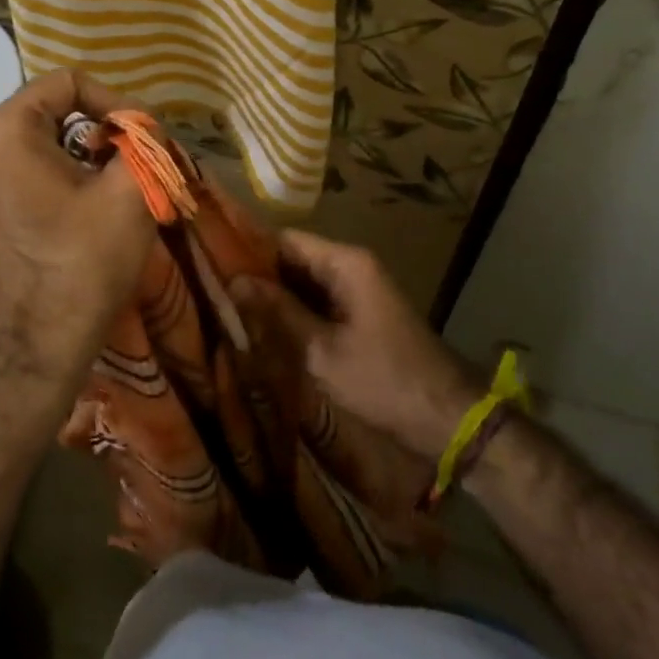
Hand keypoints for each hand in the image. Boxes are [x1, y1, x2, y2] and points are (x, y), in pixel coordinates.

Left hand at [0, 71, 156, 396]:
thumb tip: (143, 126)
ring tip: (117, 187)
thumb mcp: (130, 192)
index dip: (115, 103)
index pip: (68, 83)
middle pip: (52, 110)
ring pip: (41, 140)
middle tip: (135, 165)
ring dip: (85, 154)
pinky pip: (25, 167)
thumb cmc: (82, 263)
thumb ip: (143, 140)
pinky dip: (61, 174)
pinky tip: (88, 206)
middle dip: (101, 131)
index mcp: (2, 129)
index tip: (142, 140)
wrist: (37, 349)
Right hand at [230, 230, 482, 459]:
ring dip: (275, 298)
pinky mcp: (361, 314)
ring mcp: (358, 290)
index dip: (248, 250)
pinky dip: (295, 313)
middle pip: (293, 259)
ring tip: (229, 310)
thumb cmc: (384, 380)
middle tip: (215, 293)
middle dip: (258, 277)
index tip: (211, 264)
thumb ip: (278, 312)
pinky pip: (319, 302)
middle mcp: (352, 266)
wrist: (447, 419)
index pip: (284, 240)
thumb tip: (234, 279)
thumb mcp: (322, 350)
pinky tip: (264, 330)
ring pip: (304, 283)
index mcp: (346, 263)